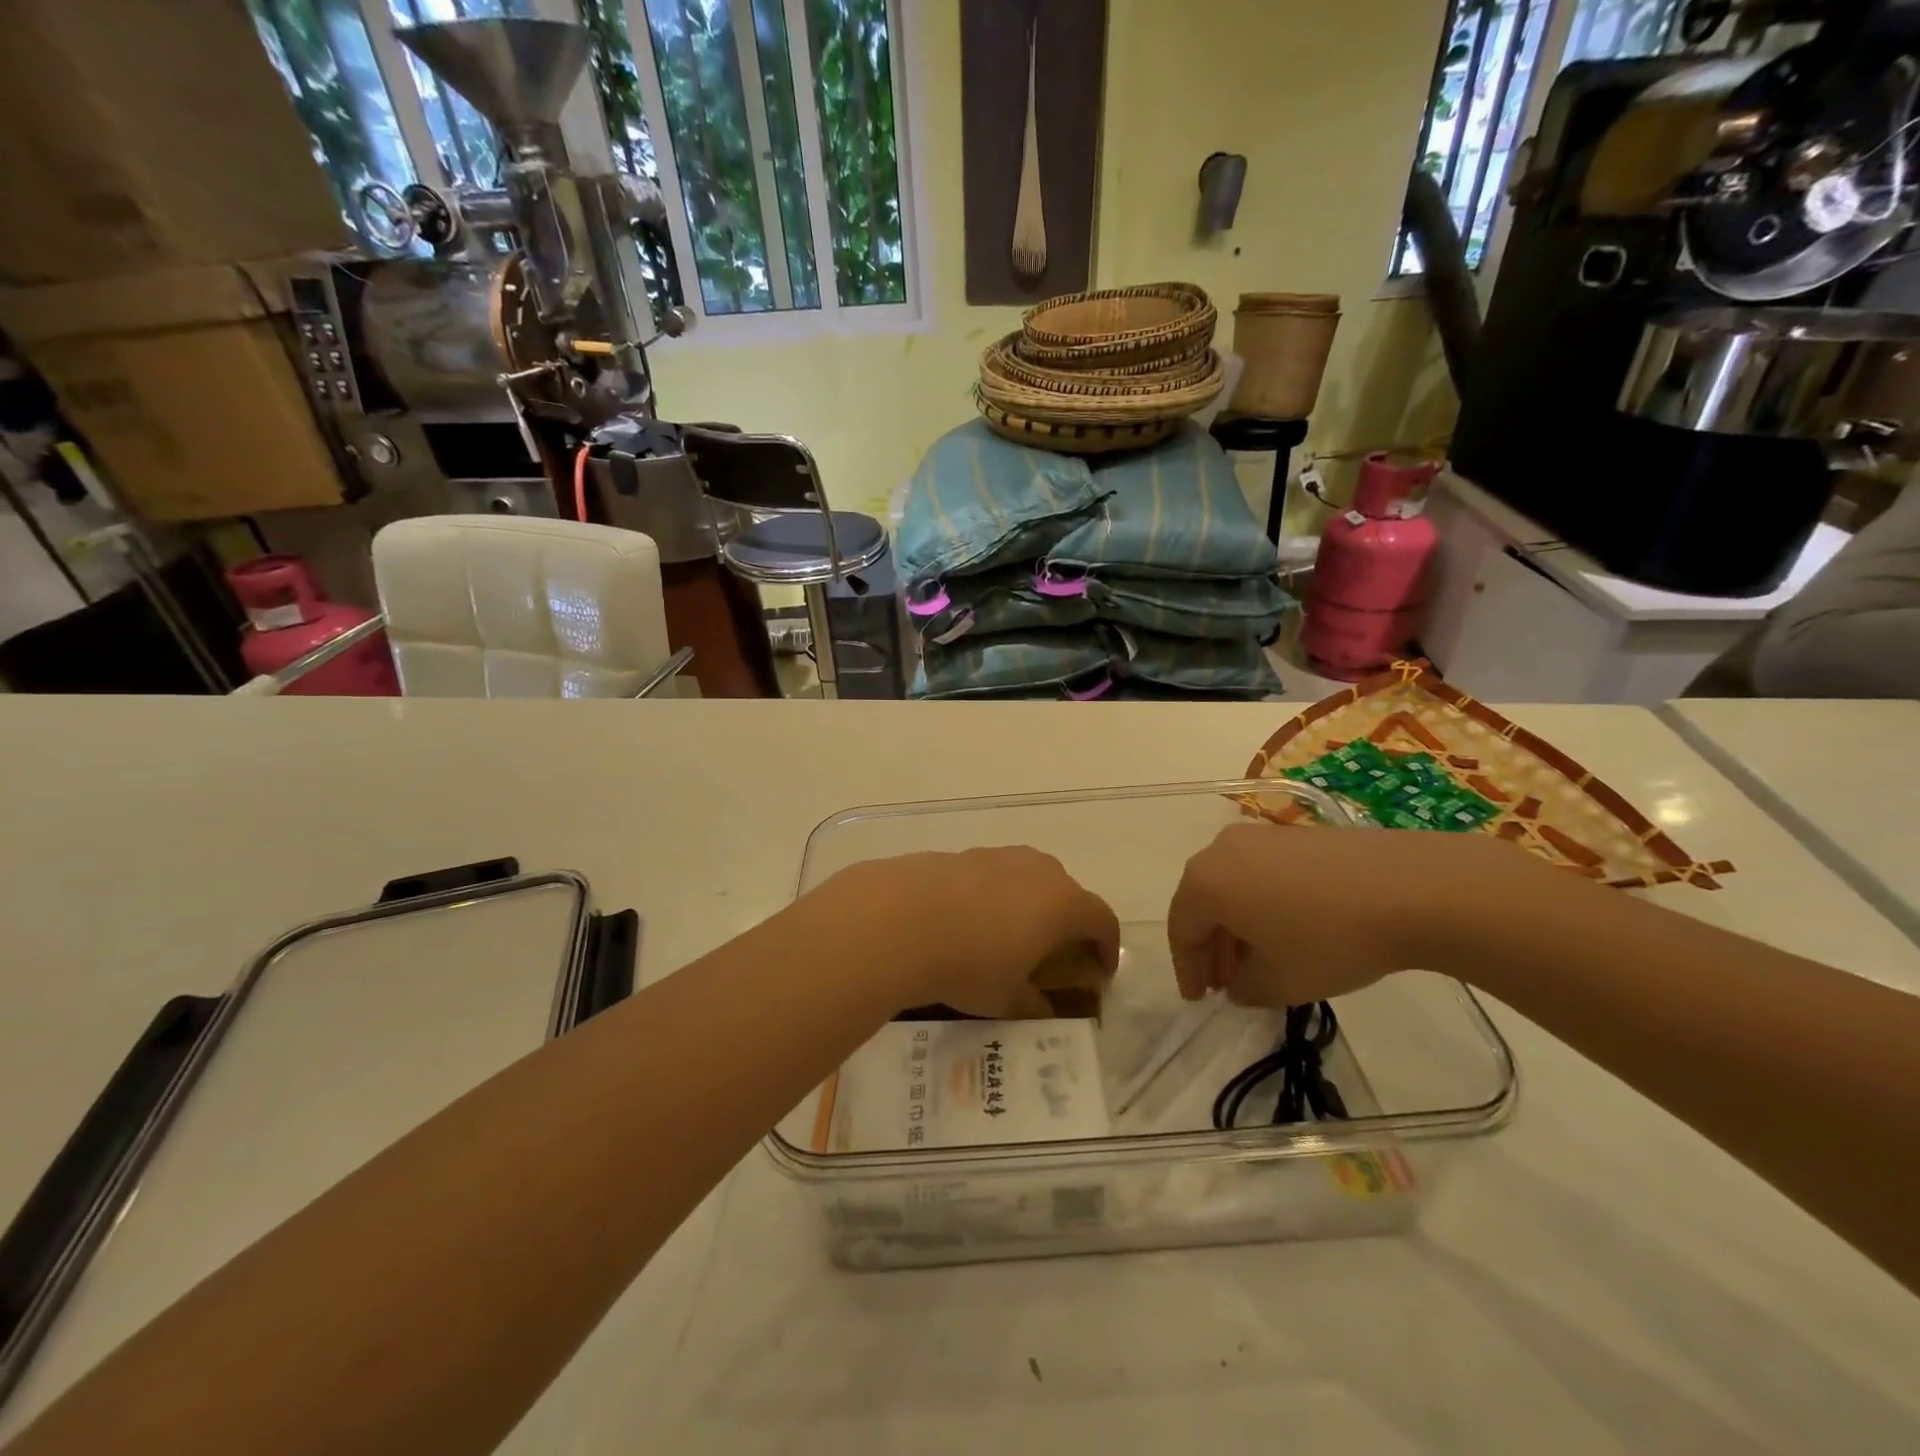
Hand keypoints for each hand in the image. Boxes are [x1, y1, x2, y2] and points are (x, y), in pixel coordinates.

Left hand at [817, 848, 1119, 1017]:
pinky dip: (993, 895)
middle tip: (1055, 952)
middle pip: (1067, 892)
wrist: (899, 919)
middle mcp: (1038, 870)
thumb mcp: (1006, 999)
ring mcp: (999, 856)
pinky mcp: (964, 853)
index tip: (1101, 970)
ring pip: (1028, 877)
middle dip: (1067, 921)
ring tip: (1009, 934)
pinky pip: (993, 874)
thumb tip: (1041, 1008)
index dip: (1107, 946)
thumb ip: (1033, 1004)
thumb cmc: (968, 964)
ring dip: (1029, 904)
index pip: (1102, 919)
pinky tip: (968, 920)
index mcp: (1063, 903)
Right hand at [1168, 821, 1557, 1006]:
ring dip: (1237, 926)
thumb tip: (1238, 982)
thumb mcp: (1279, 982)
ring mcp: (1261, 837)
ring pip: (1233, 886)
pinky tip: (1289, 931)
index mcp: (1205, 882)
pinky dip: (1262, 904)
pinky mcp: (1296, 834)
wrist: (1410, 889)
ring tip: (1259, 961)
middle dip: (1211, 947)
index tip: (1199, 1000)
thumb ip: (1244, 988)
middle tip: (1225, 984)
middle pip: (1203, 903)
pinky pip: (1262, 873)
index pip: (1181, 930)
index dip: (1188, 969)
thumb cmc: (1328, 939)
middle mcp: (1222, 849)